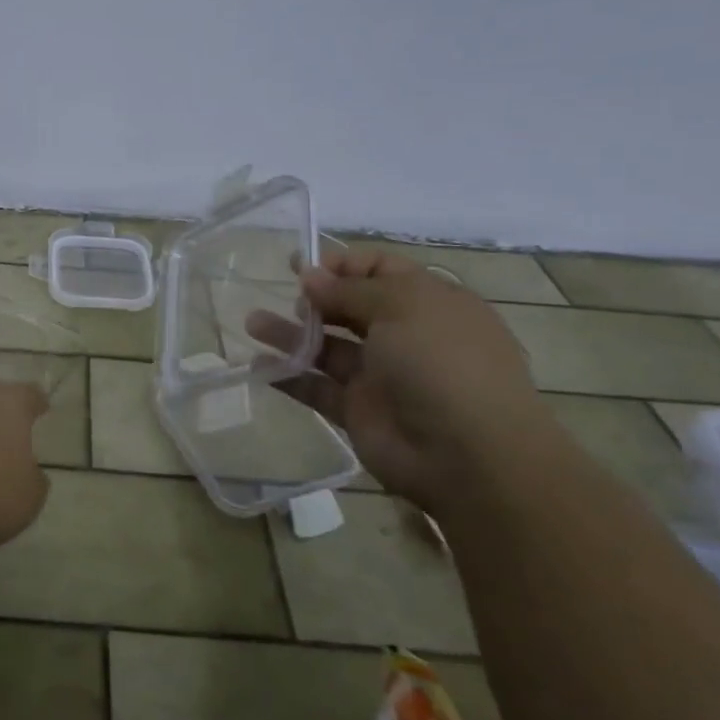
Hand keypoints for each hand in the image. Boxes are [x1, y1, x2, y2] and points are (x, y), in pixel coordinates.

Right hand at [247, 247, 548, 509]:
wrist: (467, 455)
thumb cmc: (441, 362)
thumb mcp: (402, 306)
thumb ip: (349, 289)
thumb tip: (310, 275)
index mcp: (428, 303)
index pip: (380, 271)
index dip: (342, 264)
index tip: (302, 264)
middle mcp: (404, 336)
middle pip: (349, 307)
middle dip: (314, 297)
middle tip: (287, 296)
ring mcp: (379, 375)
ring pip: (326, 346)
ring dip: (290, 333)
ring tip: (252, 323)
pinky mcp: (357, 411)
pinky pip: (316, 387)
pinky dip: (288, 375)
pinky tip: (258, 365)